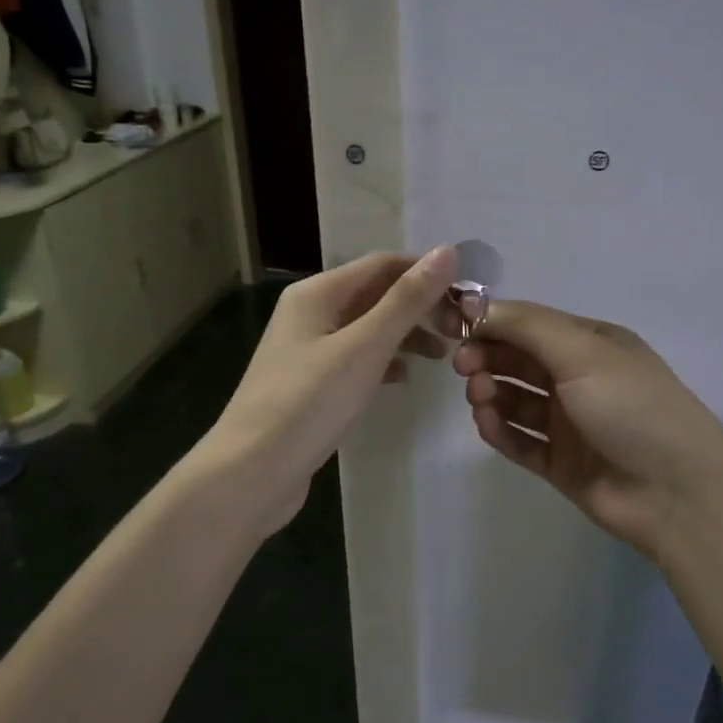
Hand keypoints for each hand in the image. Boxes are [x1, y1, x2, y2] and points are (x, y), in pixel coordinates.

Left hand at [207, 248, 458, 531]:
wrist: (253, 471)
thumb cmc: (309, 403)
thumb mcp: (365, 347)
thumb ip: (406, 301)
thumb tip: (448, 251)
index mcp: (318, 293)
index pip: (384, 264)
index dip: (427, 273)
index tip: (468, 298)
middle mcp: (311, 312)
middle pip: (376, 294)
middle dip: (420, 306)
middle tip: (461, 332)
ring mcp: (309, 349)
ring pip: (369, 328)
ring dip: (407, 334)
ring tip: (444, 356)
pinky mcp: (312, 383)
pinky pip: (357, 358)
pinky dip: (385, 362)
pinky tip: (406, 379)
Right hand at [449, 301, 722, 558]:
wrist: (675, 491)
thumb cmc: (631, 407)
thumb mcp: (583, 351)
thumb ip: (527, 326)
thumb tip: (476, 306)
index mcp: (589, 344)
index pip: (529, 324)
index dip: (491, 323)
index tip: (454, 327)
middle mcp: (577, 379)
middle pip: (518, 361)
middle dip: (487, 358)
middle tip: (464, 367)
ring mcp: (568, 423)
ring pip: (515, 401)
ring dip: (491, 393)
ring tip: (480, 398)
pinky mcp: (560, 463)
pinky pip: (520, 441)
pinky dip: (500, 431)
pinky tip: (487, 424)